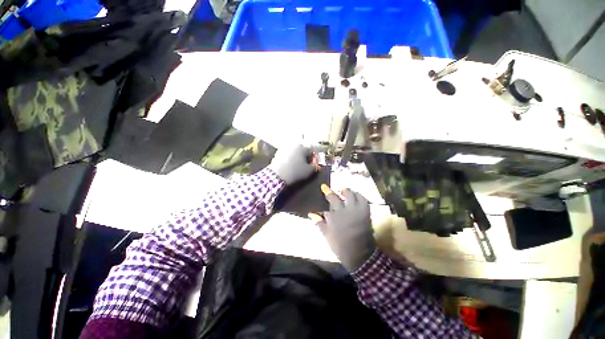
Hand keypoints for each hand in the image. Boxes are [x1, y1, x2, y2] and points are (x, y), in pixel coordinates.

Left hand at [268, 144, 318, 184]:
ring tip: (297, 166)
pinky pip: (287, 155)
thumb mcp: (308, 171)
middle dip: (305, 157)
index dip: (313, 158)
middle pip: (302, 150)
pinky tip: (289, 166)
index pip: (311, 151)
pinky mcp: (278, 152)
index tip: (313, 165)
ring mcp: (284, 148)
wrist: (277, 175)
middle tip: (305, 165)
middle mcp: (293, 145)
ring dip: (297, 157)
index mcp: (302, 147)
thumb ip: (314, 167)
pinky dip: (289, 158)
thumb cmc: (295, 172)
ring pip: (294, 152)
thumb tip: (316, 165)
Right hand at [309, 185, 375, 271]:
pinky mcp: (366, 213)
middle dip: (336, 190)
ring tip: (344, 191)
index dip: (327, 191)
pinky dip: (359, 196)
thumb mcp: (327, 234)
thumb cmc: (340, 245)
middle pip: (340, 195)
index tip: (323, 186)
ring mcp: (357, 210)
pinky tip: (355, 196)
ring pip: (352, 195)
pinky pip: (363, 200)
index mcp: (336, 216)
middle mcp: (346, 210)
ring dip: (347, 191)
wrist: (360, 254)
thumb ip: (319, 222)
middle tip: (335, 190)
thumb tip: (311, 214)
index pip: (330, 199)